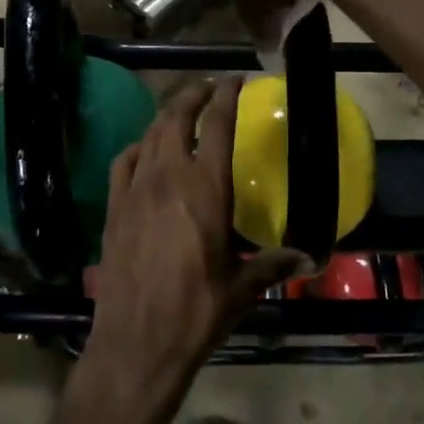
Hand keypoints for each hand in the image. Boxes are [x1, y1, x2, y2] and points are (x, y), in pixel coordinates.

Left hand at [87, 81, 306, 393]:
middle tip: (209, 87)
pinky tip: (144, 152)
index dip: (227, 96)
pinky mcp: (113, 208)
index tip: (236, 80)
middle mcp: (169, 177)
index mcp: (206, 188)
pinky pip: (123, 162)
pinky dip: (137, 147)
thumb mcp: (242, 288)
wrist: (137, 342)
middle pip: (177, 117)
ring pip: (150, 134)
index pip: (217, 125)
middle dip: (193, 94)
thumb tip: (310, 258)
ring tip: (181, 111)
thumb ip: (274, 264)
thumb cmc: (197, 312)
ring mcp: (135, 190)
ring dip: (167, 115)